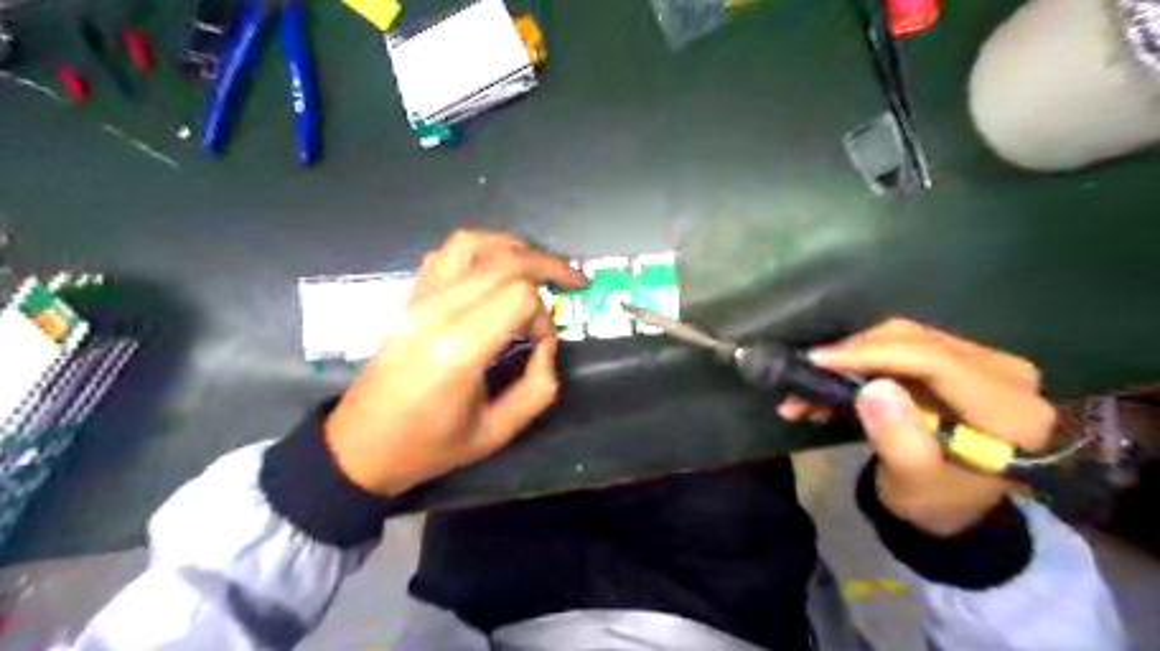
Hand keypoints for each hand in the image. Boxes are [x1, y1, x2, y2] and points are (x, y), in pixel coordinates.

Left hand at [321, 233, 585, 494]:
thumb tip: (546, 348)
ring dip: (513, 247)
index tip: (542, 346)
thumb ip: (538, 389)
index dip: (544, 317)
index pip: (519, 296)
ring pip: (473, 243)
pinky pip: (447, 253)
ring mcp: (421, 299)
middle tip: (573, 281)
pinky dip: (480, 250)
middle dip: (547, 266)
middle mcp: (439, 311)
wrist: (361, 445)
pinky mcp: (411, 298)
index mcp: (459, 348)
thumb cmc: (428, 446)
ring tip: (537, 267)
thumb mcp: (496, 433)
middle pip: (505, 261)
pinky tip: (496, 269)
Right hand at [779, 317, 1057, 536]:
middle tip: (804, 376)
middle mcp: (1006, 375)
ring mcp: (984, 363)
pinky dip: (862, 362)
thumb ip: (899, 440)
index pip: (935, 361)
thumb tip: (873, 388)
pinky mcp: (960, 360)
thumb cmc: (934, 501)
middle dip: (853, 356)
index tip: (818, 361)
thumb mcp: (914, 483)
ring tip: (809, 388)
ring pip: (903, 339)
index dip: (872, 354)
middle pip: (916, 342)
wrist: (952, 507)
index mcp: (1010, 411)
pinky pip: (903, 346)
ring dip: (851, 359)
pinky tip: (831, 384)